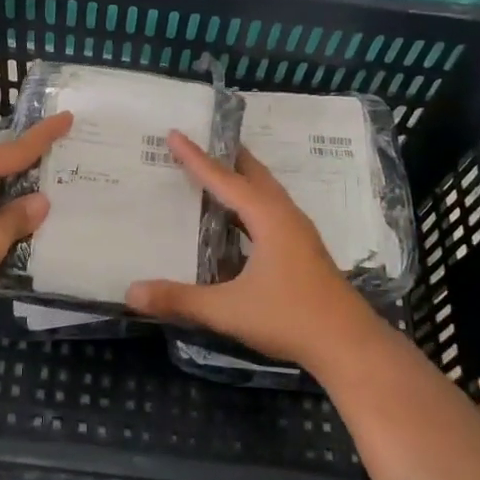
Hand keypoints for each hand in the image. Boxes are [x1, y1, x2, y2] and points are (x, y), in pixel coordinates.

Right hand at [125, 132, 381, 371]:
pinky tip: (240, 222)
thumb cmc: (289, 318)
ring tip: (218, 173)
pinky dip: (251, 204)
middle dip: (227, 157)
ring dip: (242, 180)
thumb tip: (131, 292)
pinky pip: (272, 212)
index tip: (175, 135)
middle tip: (202, 141)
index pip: (225, 180)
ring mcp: (299, 234)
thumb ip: (179, 299)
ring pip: (267, 193)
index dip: (197, 158)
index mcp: (269, 218)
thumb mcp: (228, 310)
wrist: (348, 345)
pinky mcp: (304, 251)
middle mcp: (286, 217)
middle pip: (254, 175)